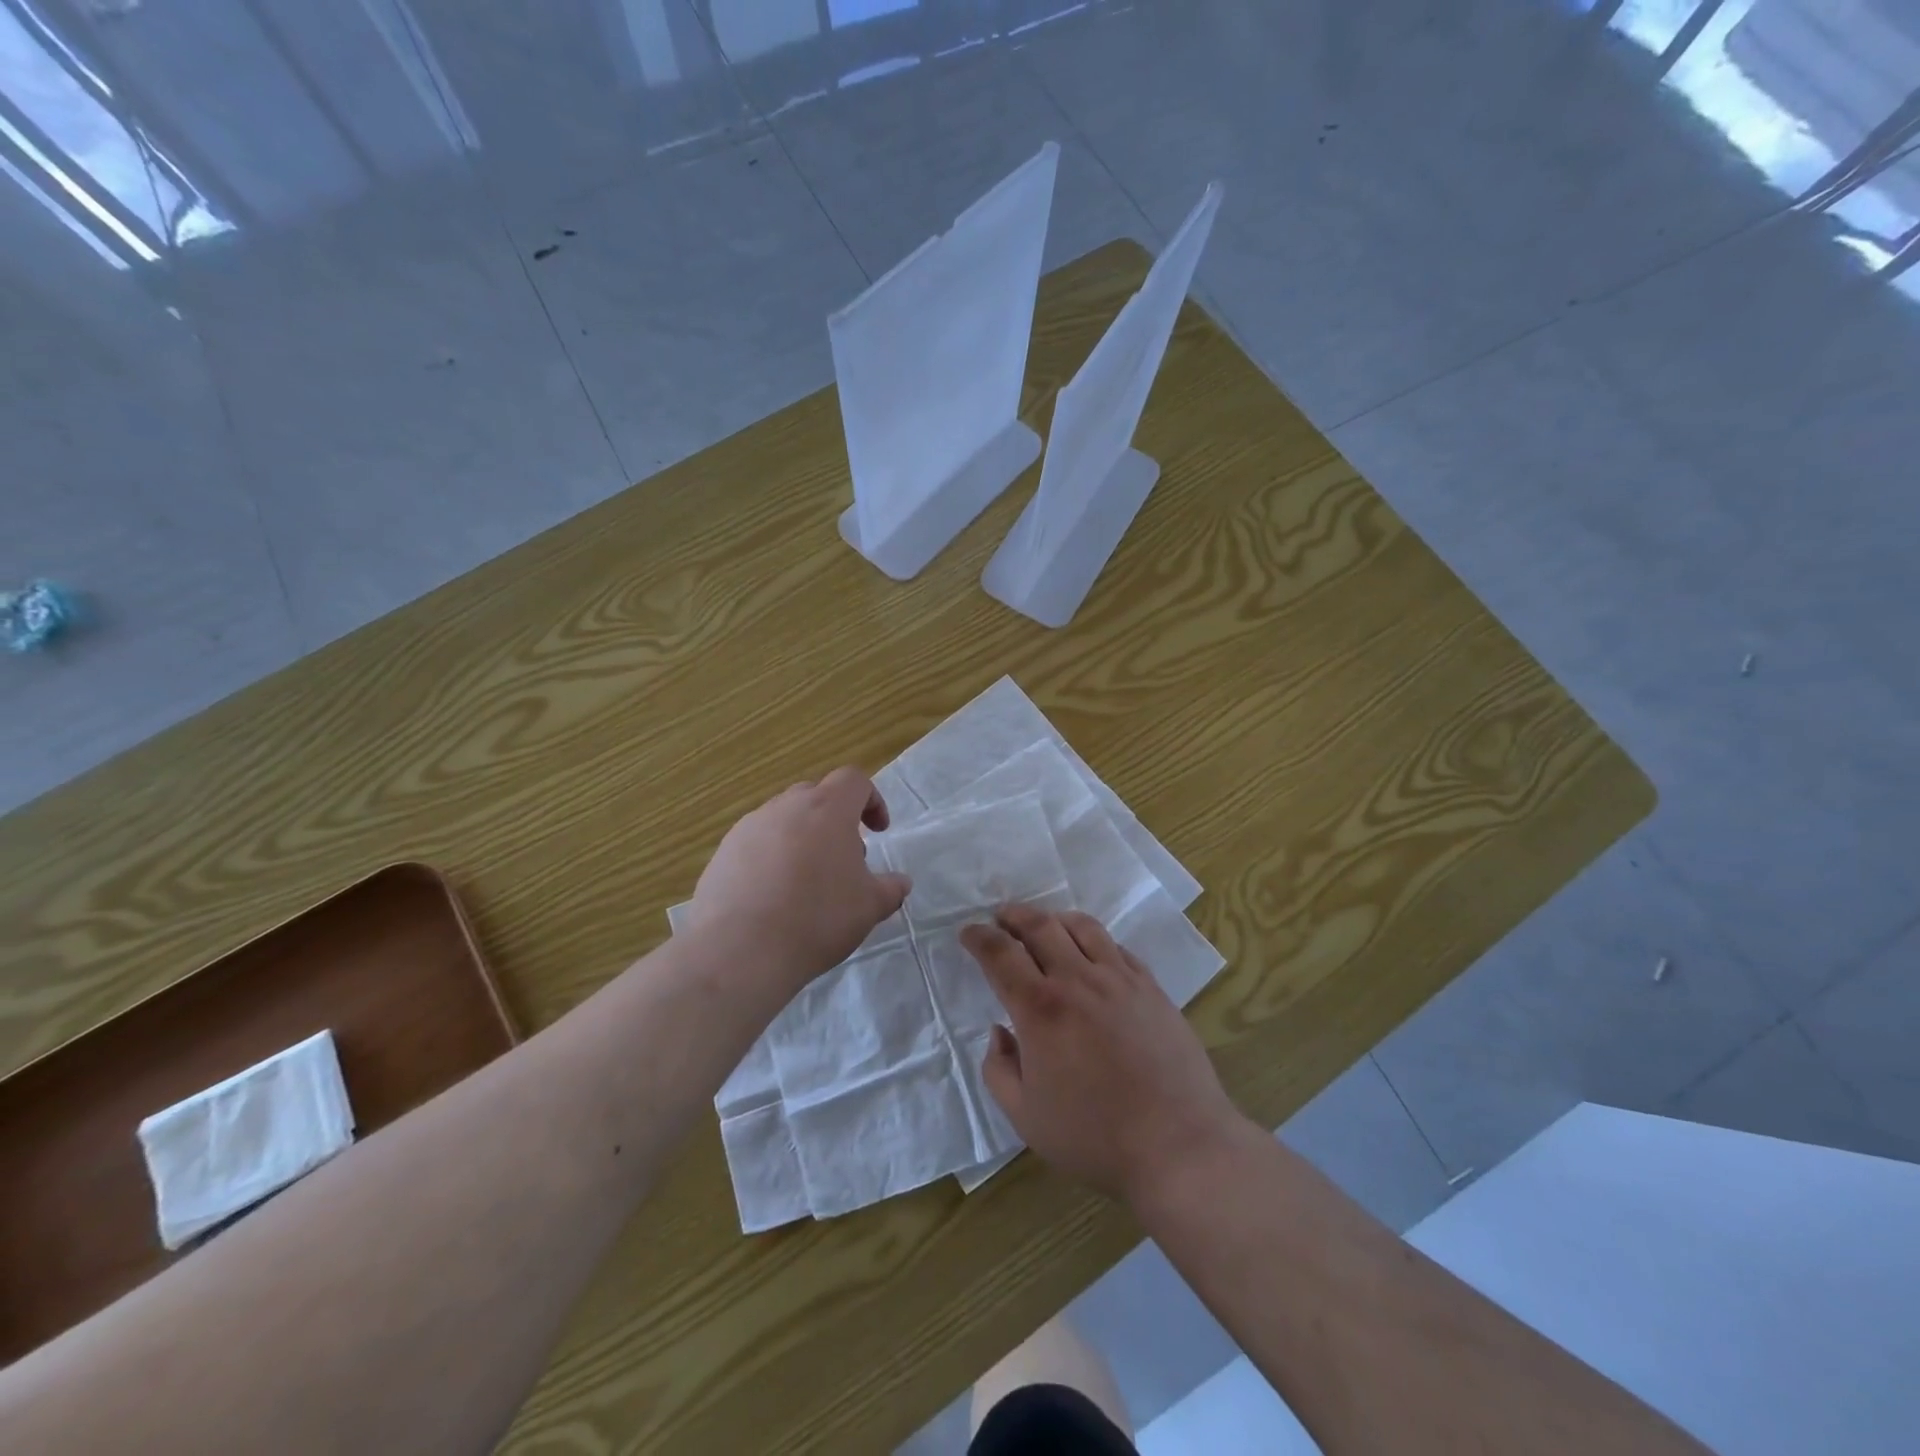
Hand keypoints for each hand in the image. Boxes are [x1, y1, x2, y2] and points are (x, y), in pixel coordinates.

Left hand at [686, 767, 911, 995]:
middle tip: (843, 860)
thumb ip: (890, 888)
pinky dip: (771, 859)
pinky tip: (773, 898)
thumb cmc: (817, 918)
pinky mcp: (723, 853)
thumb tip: (899, 882)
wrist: (740, 949)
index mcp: (827, 808)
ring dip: (801, 839)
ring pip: (783, 819)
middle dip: (835, 820)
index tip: (878, 832)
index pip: (853, 780)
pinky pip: (756, 844)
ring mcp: (748, 827)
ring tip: (806, 883)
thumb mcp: (869, 907)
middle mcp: (785, 807)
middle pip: (816, 796)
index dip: (871, 800)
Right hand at [960, 904, 1247, 1204]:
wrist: (1178, 1144)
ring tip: (1046, 926)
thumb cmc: (1095, 1136)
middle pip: (1040, 926)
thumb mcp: (1026, 1117)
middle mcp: (1078, 980)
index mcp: (1041, 1009)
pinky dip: (1095, 940)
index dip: (979, 937)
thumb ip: (999, 1070)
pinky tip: (1092, 954)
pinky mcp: (1151, 987)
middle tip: (1001, 917)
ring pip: (1082, 926)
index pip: (1000, 954)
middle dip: (1013, 915)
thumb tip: (1000, 1032)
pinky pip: (1117, 948)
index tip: (969, 932)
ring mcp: (1119, 979)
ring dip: (1055, 919)